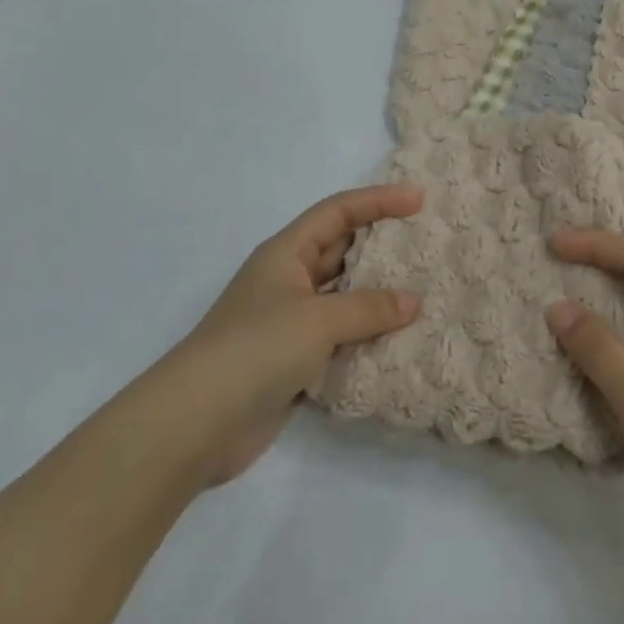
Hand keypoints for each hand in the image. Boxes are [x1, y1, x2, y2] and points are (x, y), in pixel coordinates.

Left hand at [164, 184, 423, 485]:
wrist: (196, 425)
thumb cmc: (256, 349)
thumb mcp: (317, 319)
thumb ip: (369, 307)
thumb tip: (413, 301)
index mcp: (286, 252)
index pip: (339, 211)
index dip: (378, 200)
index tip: (419, 199)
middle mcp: (288, 279)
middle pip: (342, 250)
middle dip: (382, 245)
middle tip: (427, 243)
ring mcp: (290, 322)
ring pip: (343, 296)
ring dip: (378, 295)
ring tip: (424, 291)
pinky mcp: (293, 361)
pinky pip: (340, 336)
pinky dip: (366, 335)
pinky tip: (399, 339)